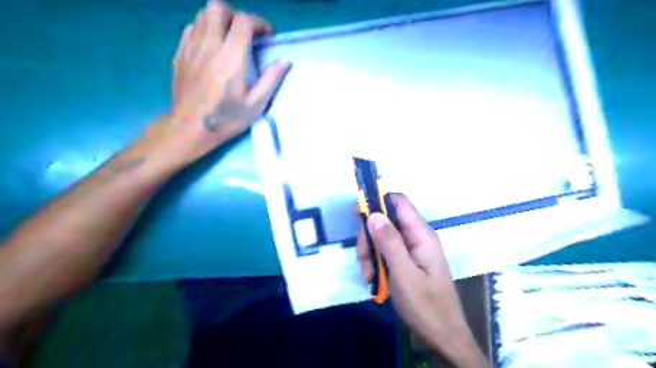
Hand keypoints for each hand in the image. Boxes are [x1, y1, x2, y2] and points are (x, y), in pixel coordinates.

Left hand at [144, 0, 287, 166]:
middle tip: (245, 34)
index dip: (258, 23)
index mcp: (231, 57)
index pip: (244, 21)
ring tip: (229, 39)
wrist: (190, 128)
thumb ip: (270, 80)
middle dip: (235, 15)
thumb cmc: (226, 118)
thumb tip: (285, 61)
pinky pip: (191, 28)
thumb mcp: (255, 104)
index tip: (266, 35)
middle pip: (218, 8)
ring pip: (202, 15)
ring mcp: (191, 47)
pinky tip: (211, 47)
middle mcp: (210, 45)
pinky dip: (204, 30)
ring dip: (219, 21)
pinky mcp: (180, 53)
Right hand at [356, 193, 487, 366]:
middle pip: (385, 221)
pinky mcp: (406, 261)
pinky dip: (376, 263)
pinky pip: (385, 252)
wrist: (442, 336)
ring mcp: (411, 249)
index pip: (399, 202)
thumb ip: (389, 242)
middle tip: (364, 260)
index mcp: (421, 234)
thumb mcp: (404, 273)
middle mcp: (416, 237)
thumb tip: (373, 213)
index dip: (378, 200)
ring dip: (370, 253)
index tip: (357, 213)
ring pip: (381, 238)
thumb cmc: (425, 305)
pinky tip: (374, 279)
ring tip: (370, 276)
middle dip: (369, 237)